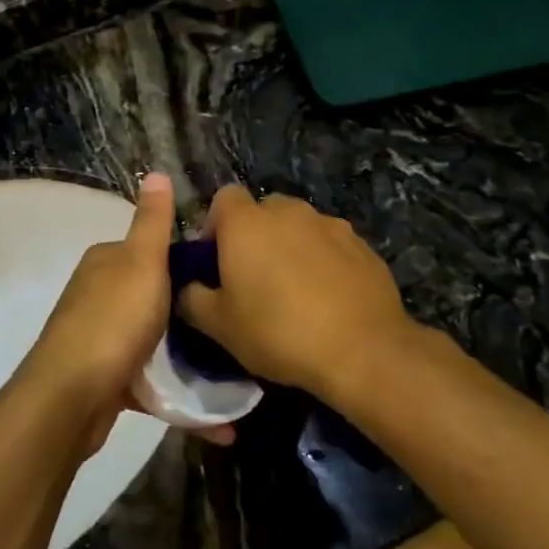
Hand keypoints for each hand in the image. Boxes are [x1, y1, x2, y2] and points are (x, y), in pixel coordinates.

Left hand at [21, 173, 232, 452]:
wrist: (70, 398)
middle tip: (236, 330)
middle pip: (156, 298)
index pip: (153, 252)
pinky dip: (180, 398)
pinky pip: (151, 384)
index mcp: (107, 262)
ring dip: (191, 363)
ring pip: (155, 344)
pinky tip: (220, 424)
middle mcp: (99, 295)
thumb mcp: (142, 263)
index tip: (228, 281)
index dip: (190, 264)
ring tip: (237, 377)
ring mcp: (101, 339)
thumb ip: (152, 222)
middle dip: (193, 317)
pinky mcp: (106, 380)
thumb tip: (156, 172)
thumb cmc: (113, 322)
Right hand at [180, 187, 418, 398]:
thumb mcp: (219, 326)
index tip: (217, 260)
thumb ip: (192, 299)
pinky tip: (328, 298)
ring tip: (295, 289)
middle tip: (254, 277)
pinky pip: (331, 244)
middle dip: (256, 235)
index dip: (216, 225)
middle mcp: (288, 212)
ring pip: (299, 226)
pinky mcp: (362, 245)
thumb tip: (186, 288)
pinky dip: (324, 261)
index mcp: (246, 223)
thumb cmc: (279, 332)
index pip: (223, 198)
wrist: (363, 350)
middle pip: (263, 210)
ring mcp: (329, 224)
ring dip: (291, 247)